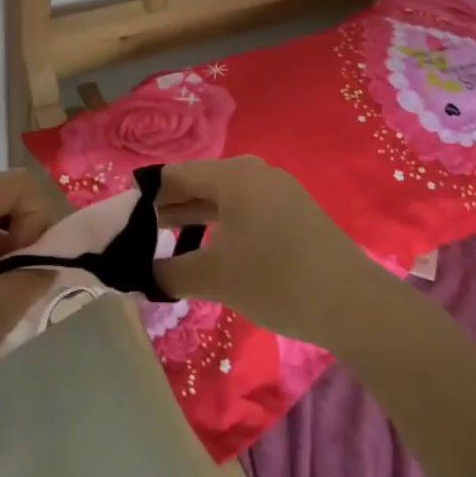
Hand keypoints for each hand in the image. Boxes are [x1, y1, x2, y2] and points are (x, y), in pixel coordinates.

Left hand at [0, 170, 56, 415]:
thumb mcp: (0, 307)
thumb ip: (39, 272)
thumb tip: (58, 258)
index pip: (18, 184)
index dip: (37, 217)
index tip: (31, 261)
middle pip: (4, 202)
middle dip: (27, 237)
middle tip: (27, 282)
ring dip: (12, 256)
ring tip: (11, 300)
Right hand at [152, 156, 391, 349]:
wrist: (353, 304)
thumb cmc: (275, 280)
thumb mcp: (213, 278)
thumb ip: (168, 272)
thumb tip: (141, 274)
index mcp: (232, 175)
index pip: (174, 175)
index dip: (145, 195)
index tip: (122, 218)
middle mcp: (255, 172)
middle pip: (199, 183)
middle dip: (169, 207)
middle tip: (139, 233)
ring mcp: (279, 191)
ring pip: (223, 198)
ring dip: (195, 217)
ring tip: (168, 240)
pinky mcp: (295, 212)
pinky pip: (246, 209)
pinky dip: (222, 224)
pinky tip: (212, 250)